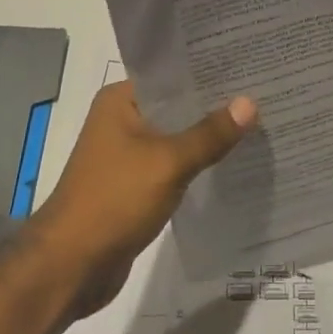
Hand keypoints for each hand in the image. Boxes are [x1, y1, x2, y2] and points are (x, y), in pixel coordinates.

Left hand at [28, 80, 256, 316]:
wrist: (70, 268)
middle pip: (176, 105)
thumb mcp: (168, 162)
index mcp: (120, 100)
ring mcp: (126, 154)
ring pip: (176, 136)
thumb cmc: (114, 201)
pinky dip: (196, 163)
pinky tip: (230, 162)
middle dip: (214, 104)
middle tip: (262, 93)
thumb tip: (251, 103)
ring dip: (206, 136)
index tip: (248, 65)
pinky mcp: (133, 185)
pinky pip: (172, 164)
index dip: (209, 70)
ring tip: (255, 124)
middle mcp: (121, 119)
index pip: (172, 74)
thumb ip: (210, 134)